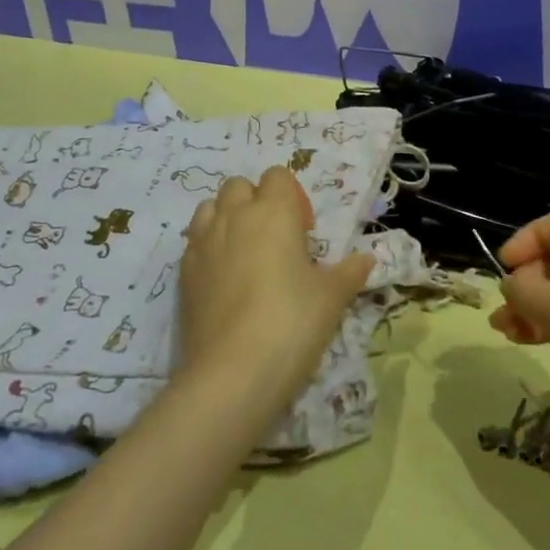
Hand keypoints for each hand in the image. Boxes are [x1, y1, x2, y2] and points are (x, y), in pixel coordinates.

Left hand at [178, 167, 374, 405]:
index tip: (302, 232)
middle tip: (274, 240)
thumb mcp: (332, 297)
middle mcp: (235, 216)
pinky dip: (208, 248)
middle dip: (254, 201)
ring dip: (226, 218)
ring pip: (209, 208)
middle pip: (239, 186)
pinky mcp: (182, 273)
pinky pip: (194, 242)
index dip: (290, 197)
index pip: (278, 176)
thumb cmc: (291, 322)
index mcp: (274, 211)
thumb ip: (349, 272)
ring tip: (243, 253)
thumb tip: (366, 259)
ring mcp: (203, 243)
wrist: (232, 373)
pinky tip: (223, 280)